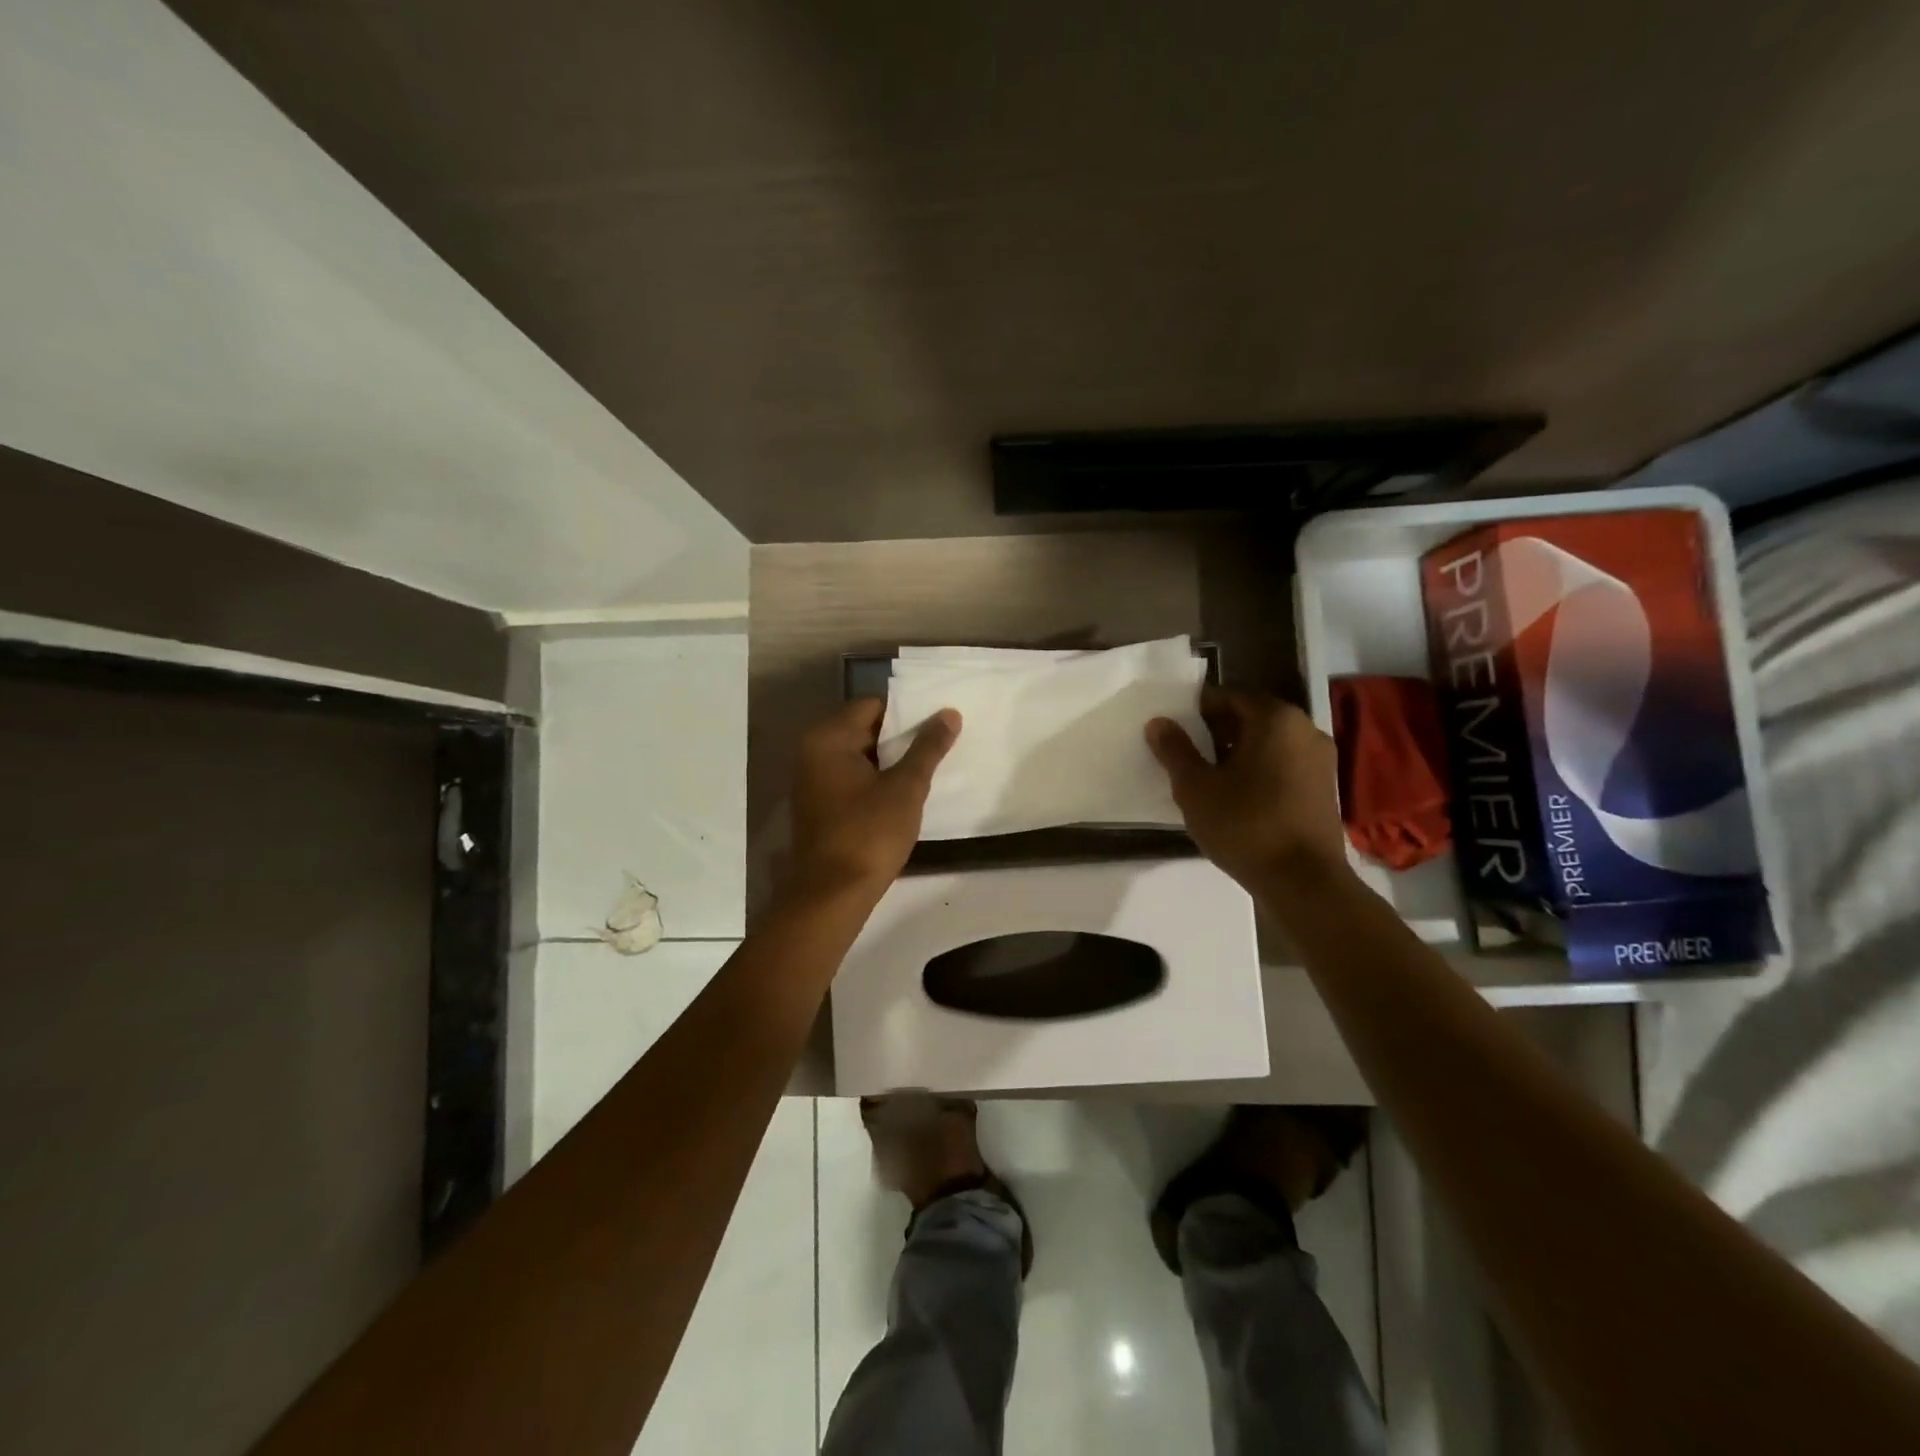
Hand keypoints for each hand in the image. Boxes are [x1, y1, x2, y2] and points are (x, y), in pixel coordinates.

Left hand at [787, 699, 959, 901]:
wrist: (831, 896)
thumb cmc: (868, 835)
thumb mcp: (906, 788)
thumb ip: (928, 747)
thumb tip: (949, 713)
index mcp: (828, 739)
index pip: (872, 706)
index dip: (907, 714)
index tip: (937, 726)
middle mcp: (813, 753)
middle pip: (864, 729)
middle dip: (901, 738)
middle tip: (939, 746)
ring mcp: (812, 781)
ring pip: (860, 757)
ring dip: (890, 762)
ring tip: (928, 770)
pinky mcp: (819, 805)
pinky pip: (852, 779)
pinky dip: (876, 781)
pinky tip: (903, 795)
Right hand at [1146, 687, 1349, 891]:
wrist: (1303, 881)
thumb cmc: (1245, 825)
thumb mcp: (1195, 788)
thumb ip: (1175, 750)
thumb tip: (1159, 723)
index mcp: (1275, 718)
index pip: (1230, 695)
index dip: (1198, 708)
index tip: (1175, 729)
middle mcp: (1305, 729)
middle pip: (1252, 716)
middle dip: (1218, 729)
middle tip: (1187, 751)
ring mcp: (1320, 759)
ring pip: (1270, 741)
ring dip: (1238, 751)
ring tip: (1208, 776)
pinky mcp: (1324, 787)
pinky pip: (1284, 763)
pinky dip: (1260, 769)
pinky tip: (1237, 795)